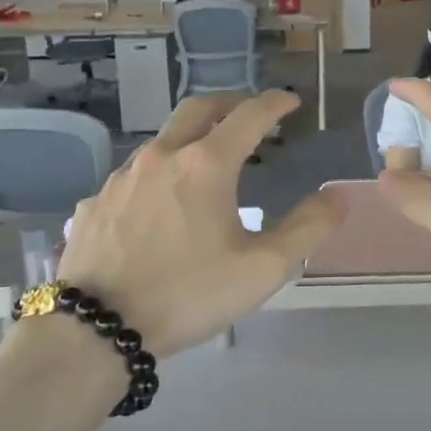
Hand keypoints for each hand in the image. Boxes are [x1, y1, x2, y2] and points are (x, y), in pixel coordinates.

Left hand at [58, 92, 343, 355]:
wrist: (95, 329)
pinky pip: (133, 176)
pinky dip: (158, 176)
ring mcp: (122, 177)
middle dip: (230, 104)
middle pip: (198, 109)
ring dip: (191, 139)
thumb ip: (307, 229)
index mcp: (206, 165)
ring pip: (162, 140)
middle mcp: (162, 156)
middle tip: (249, 115)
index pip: (249, 115)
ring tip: (206, 164)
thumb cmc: (187, 294)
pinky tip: (159, 207)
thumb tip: (336, 196)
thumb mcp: (262, 269)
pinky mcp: (95, 202)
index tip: (291, 101)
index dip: (274, 103)